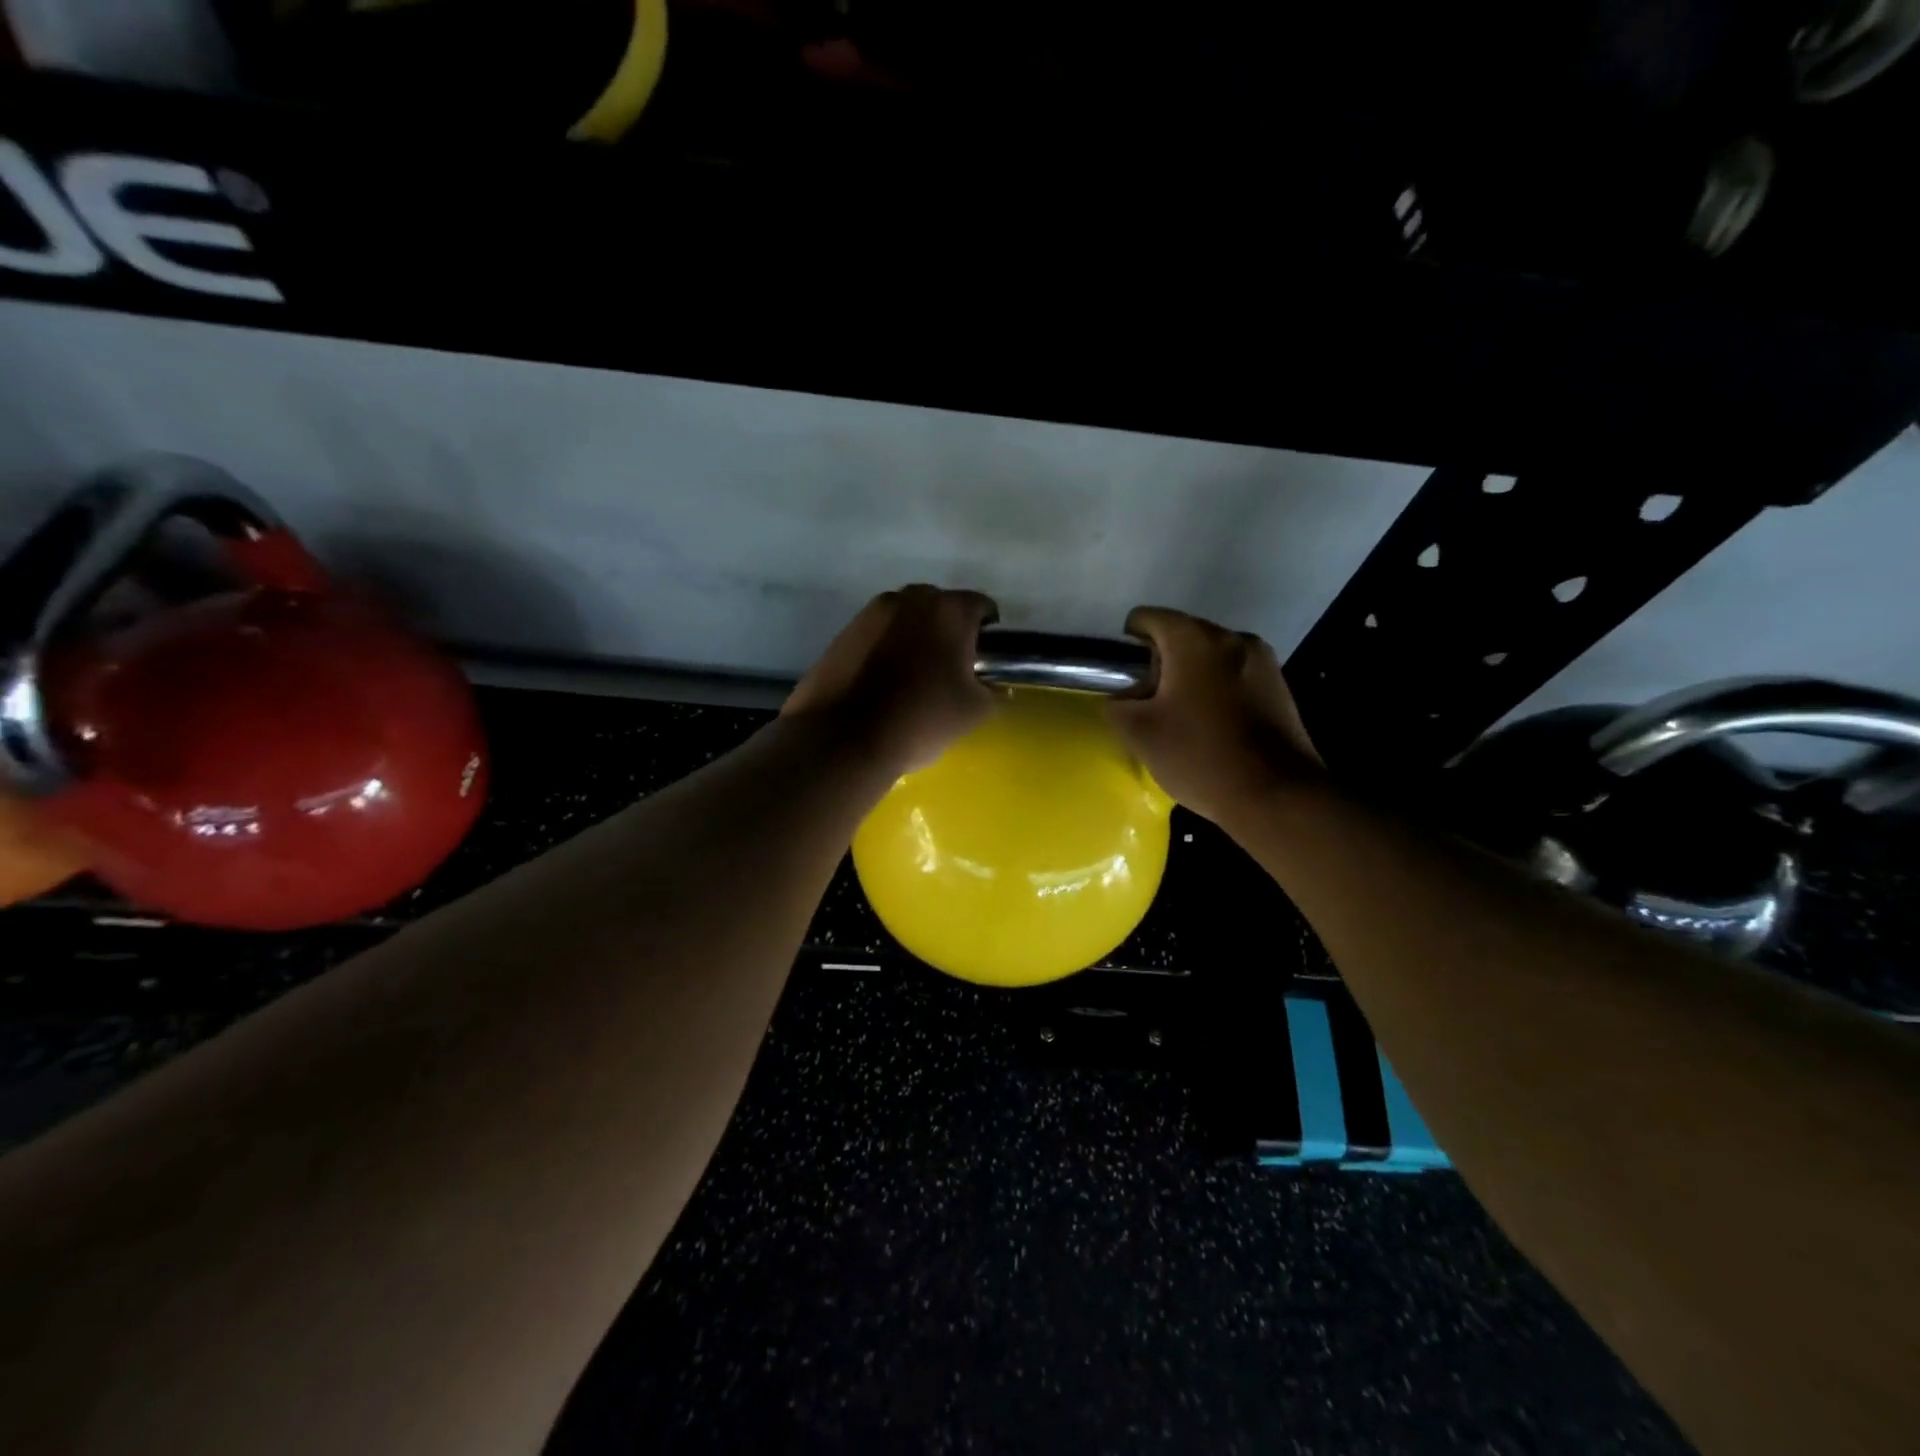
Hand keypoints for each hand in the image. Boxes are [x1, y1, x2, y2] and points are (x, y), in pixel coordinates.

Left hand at [783, 585, 998, 773]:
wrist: (843, 739)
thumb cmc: (921, 719)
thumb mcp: (975, 711)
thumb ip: (992, 689)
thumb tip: (988, 683)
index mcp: (948, 610)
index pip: (981, 606)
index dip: (987, 634)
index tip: (983, 662)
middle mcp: (909, 598)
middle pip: (940, 608)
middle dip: (948, 632)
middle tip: (949, 671)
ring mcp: (870, 613)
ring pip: (905, 620)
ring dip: (914, 640)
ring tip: (912, 679)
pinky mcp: (842, 632)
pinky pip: (877, 636)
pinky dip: (885, 651)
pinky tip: (882, 685)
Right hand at [1107, 606, 1320, 822]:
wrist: (1275, 794)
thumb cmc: (1199, 756)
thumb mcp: (1138, 733)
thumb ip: (1118, 703)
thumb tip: (1126, 696)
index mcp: (1194, 640)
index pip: (1148, 617)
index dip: (1129, 643)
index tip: (1128, 679)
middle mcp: (1232, 637)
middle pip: (1183, 635)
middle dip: (1162, 663)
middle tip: (1153, 704)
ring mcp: (1262, 660)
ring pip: (1211, 656)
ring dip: (1192, 677)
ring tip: (1185, 718)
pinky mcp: (1279, 685)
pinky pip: (1235, 675)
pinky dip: (1218, 690)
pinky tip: (1215, 726)